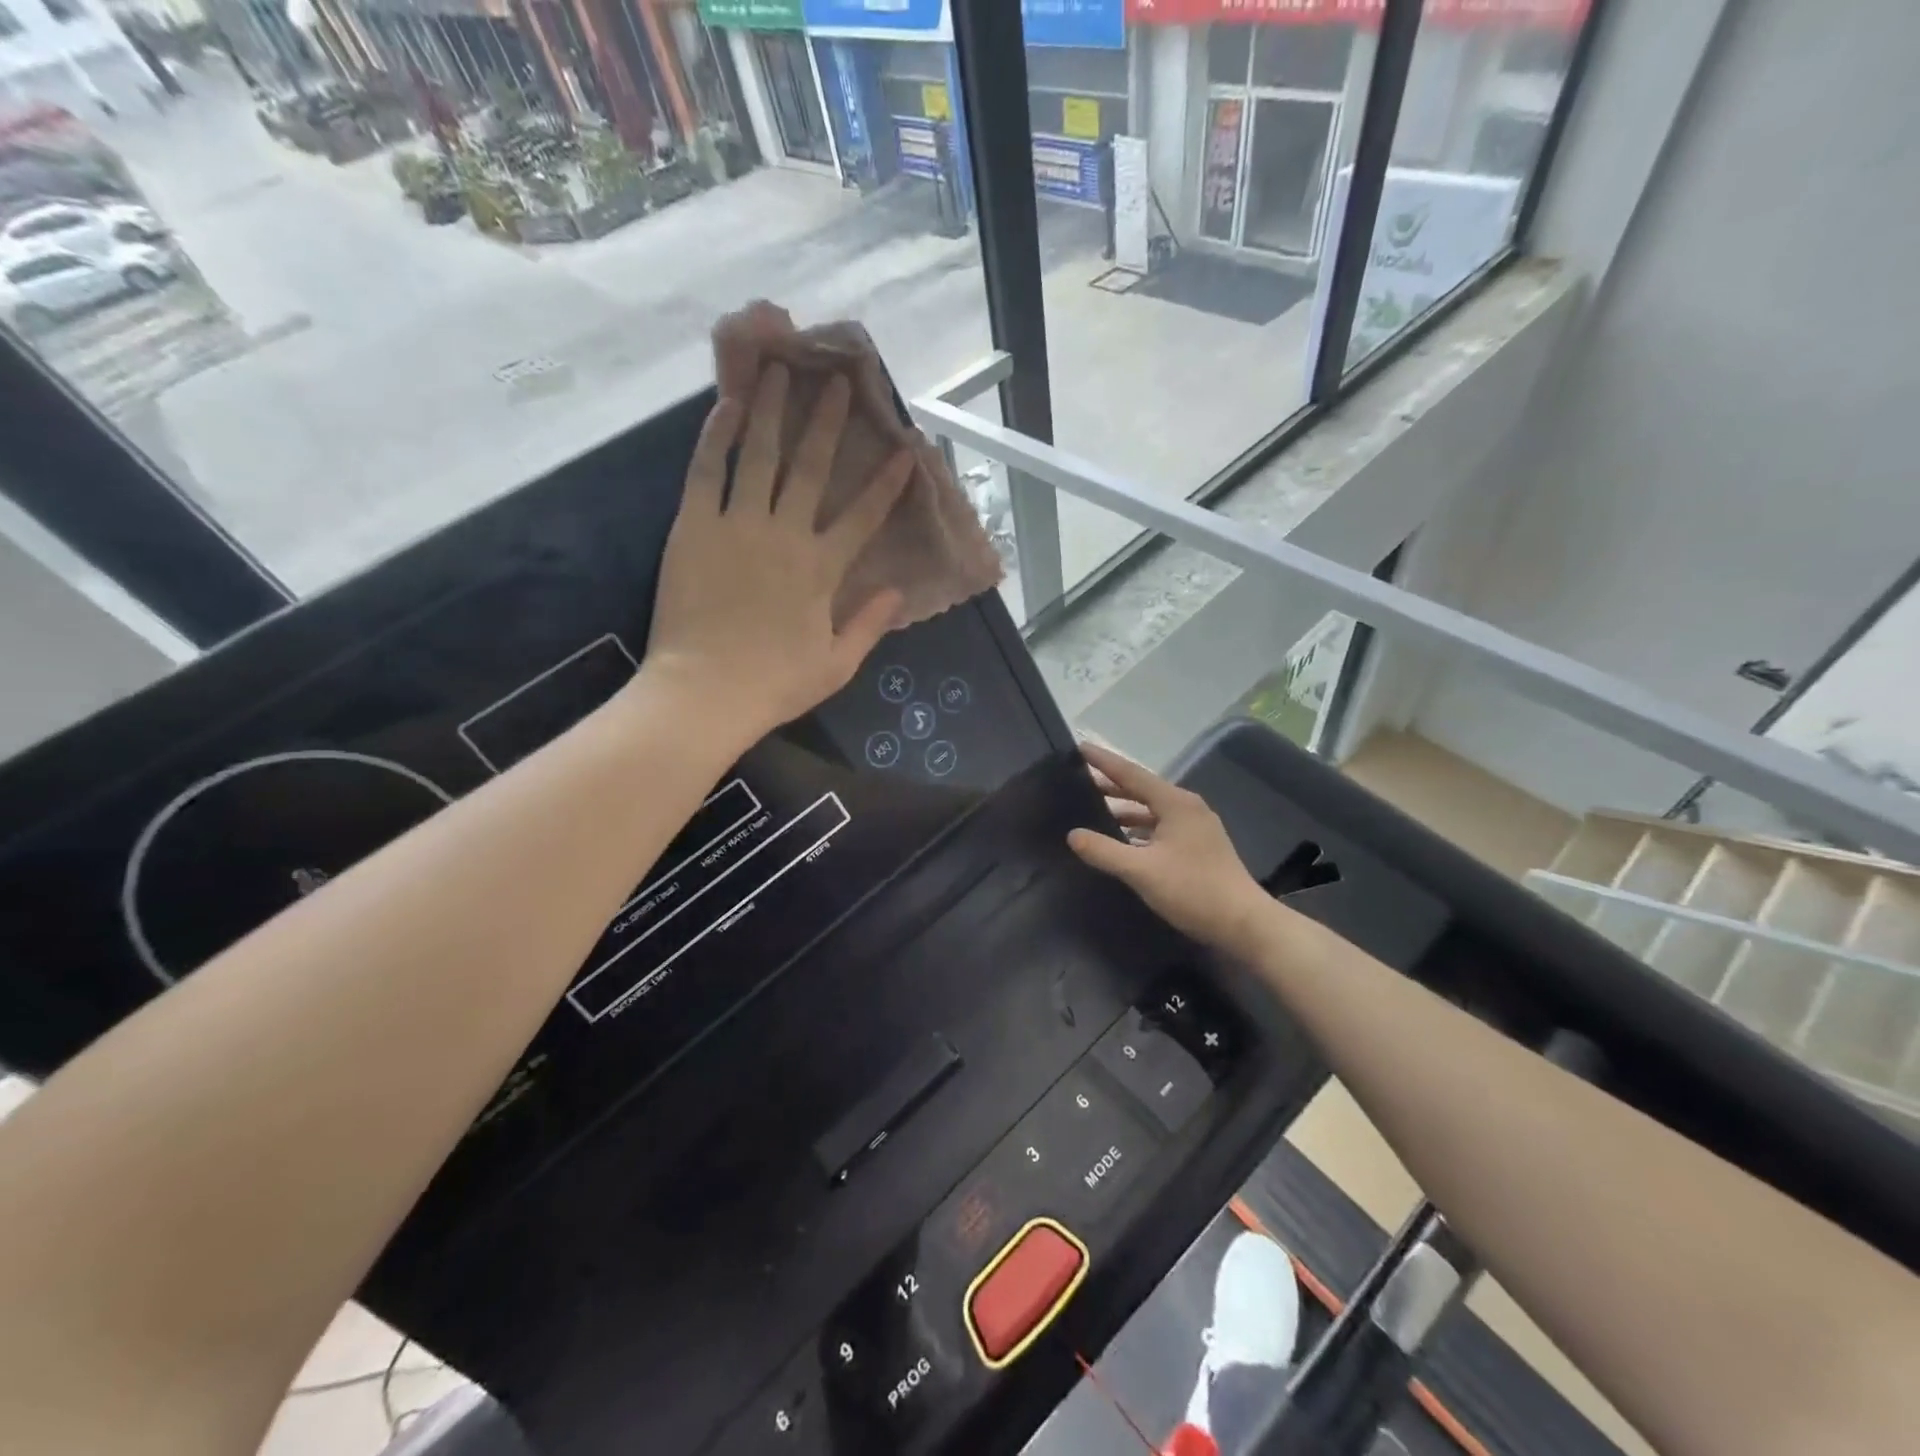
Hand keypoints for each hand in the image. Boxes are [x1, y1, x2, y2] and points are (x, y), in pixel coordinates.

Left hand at [646, 364, 910, 737]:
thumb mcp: (837, 665)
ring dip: (771, 410)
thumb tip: (897, 591)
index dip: (886, 482)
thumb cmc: (774, 684)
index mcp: (822, 569)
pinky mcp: (693, 527)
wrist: (704, 692)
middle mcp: (785, 534)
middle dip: (828, 422)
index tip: (904, 450)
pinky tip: (727, 405)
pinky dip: (717, 437)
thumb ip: (869, 624)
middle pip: (811, 468)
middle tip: (838, 381)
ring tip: (778, 369)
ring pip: (759, 456)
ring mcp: (737, 525)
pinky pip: (707, 472)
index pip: (863, 516)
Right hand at [1067, 742, 1271, 953]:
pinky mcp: (1198, 846)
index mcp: (1175, 803)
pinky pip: (1161, 827)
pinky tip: (1122, 841)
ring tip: (1094, 810)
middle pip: (1142, 789)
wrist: (1243, 924)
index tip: (1080, 747)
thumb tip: (1072, 834)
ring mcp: (1196, 827)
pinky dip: (1139, 829)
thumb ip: (1104, 851)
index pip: (1132, 774)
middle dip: (1111, 785)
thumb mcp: (1141, 870)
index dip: (1104, 761)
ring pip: (1152, 810)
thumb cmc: (1192, 890)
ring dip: (1124, 809)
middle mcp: (1187, 808)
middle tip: (1080, 780)